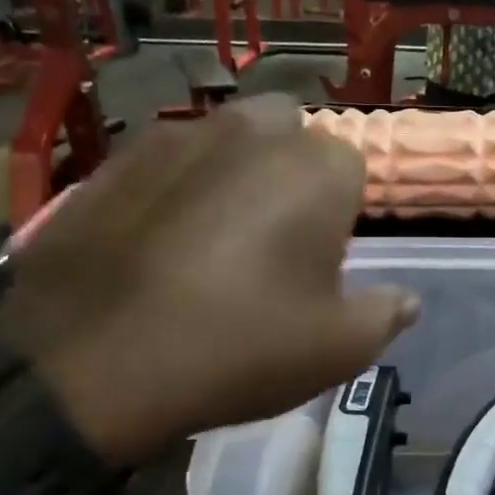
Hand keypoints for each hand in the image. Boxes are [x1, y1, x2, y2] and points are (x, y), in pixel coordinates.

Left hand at [1, 96, 419, 461]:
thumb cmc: (239, 347)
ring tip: (213, 239)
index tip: (321, 264)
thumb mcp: (337, 350)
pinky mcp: (117, 158)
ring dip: (236, 173)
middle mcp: (253, 132)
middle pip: (291, 137)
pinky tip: (158, 240)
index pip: (353, 171)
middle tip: (274, 241)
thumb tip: (407, 299)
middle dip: (293, 174)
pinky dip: (178, 185)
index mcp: (318, 169)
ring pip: (228, 139)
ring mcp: (177, 136)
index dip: (341, 218)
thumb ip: (385, 315)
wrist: (88, 361)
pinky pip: (169, 160)